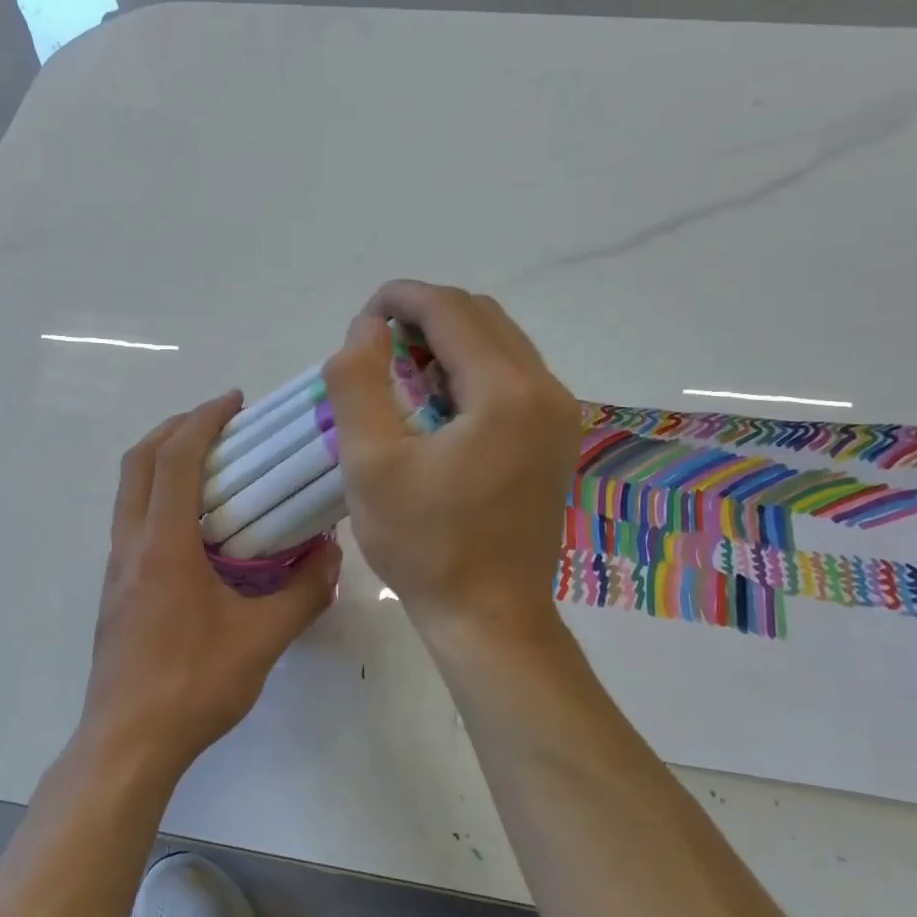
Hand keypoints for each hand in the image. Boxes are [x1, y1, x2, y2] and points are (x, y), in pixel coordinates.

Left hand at [81, 392, 342, 780]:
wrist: (128, 743)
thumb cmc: (194, 685)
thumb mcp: (263, 639)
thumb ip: (304, 592)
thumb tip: (332, 555)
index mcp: (163, 545)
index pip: (176, 458)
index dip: (203, 420)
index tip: (233, 402)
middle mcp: (130, 545)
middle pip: (138, 461)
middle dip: (174, 428)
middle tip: (216, 423)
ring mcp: (116, 568)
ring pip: (128, 491)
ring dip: (161, 462)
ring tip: (208, 465)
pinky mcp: (115, 591)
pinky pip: (132, 521)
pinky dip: (157, 497)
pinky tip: (195, 527)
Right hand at [324, 281, 578, 643]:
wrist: (489, 617)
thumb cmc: (425, 545)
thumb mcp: (370, 463)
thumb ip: (358, 383)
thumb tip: (365, 329)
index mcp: (507, 392)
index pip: (452, 310)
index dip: (402, 298)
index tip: (362, 315)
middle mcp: (546, 391)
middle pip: (482, 318)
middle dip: (425, 317)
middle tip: (376, 346)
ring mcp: (558, 416)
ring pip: (500, 345)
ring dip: (448, 343)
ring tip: (400, 372)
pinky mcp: (555, 439)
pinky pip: (512, 378)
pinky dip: (470, 372)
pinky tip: (435, 403)